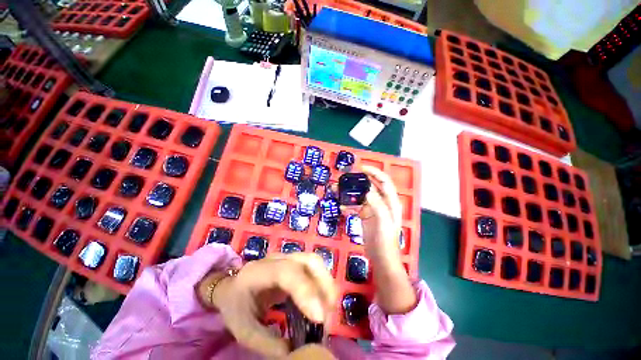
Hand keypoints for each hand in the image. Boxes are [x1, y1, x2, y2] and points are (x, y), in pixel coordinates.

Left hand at [199, 253, 337, 357]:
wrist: (232, 287)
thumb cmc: (236, 306)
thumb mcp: (244, 330)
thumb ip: (269, 343)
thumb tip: (300, 352)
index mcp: (259, 272)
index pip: (286, 272)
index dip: (305, 290)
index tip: (319, 318)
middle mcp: (278, 259)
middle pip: (308, 260)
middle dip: (324, 284)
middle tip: (329, 314)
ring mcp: (288, 258)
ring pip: (315, 261)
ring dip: (327, 283)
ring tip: (329, 309)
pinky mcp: (295, 263)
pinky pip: (314, 268)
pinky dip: (323, 283)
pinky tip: (323, 301)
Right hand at [345, 166, 416, 313]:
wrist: (381, 258)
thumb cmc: (385, 241)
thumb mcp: (383, 222)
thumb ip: (376, 204)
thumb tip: (366, 189)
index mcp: (390, 202)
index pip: (384, 181)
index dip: (374, 172)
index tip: (361, 168)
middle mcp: (382, 203)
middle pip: (371, 186)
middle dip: (360, 180)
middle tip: (347, 177)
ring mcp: (373, 209)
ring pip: (361, 195)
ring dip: (351, 192)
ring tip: (339, 190)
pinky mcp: (365, 216)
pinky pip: (356, 206)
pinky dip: (349, 205)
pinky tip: (342, 208)